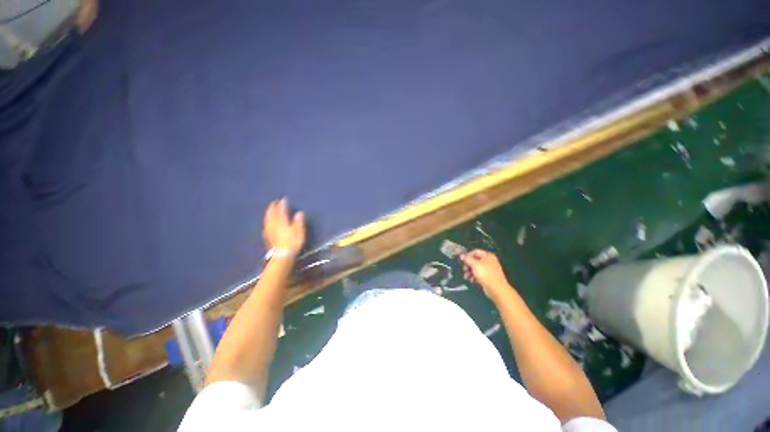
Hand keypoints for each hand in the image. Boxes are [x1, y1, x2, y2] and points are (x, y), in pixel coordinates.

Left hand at [263, 198, 305, 254]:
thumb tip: (299, 212)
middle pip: (271, 213)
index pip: (281, 210)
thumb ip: (298, 221)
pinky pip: (266, 225)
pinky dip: (267, 221)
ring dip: (268, 213)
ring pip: (267, 219)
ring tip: (270, 209)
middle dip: (272, 207)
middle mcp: (273, 224)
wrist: (282, 255)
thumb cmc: (292, 242)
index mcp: (281, 221)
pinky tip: (267, 222)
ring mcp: (269, 230)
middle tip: (274, 202)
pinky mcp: (267, 237)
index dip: (282, 204)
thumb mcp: (299, 231)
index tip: (283, 198)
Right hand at [461, 249, 512, 299]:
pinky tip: (472, 280)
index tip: (462, 261)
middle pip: (475, 260)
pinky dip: (474, 276)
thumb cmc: (486, 275)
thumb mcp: (475, 265)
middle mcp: (489, 261)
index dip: (468, 255)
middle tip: (464, 270)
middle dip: (468, 265)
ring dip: (470, 272)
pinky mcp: (488, 276)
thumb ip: (467, 259)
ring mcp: (489, 269)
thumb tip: (461, 255)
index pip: (475, 251)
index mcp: (488, 256)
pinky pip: (479, 274)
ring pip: (476, 268)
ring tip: (466, 277)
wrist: (497, 289)